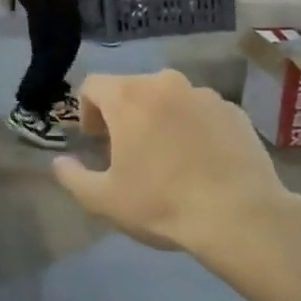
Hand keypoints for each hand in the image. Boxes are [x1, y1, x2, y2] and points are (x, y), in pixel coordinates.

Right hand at [51, 71, 289, 254]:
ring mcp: (204, 94)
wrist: (240, 216)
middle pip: (132, 89)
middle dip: (124, 115)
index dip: (87, 111)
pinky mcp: (234, 111)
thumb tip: (60, 163)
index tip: (96, 141)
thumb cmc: (163, 203)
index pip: (93, 85)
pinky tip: (202, 162)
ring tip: (169, 158)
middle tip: (129, 152)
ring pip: (169, 99)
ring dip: (161, 119)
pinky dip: (194, 128)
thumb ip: (72, 177)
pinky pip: (202, 112)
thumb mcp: (104, 200)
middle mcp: (164, 83)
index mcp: (128, 97)